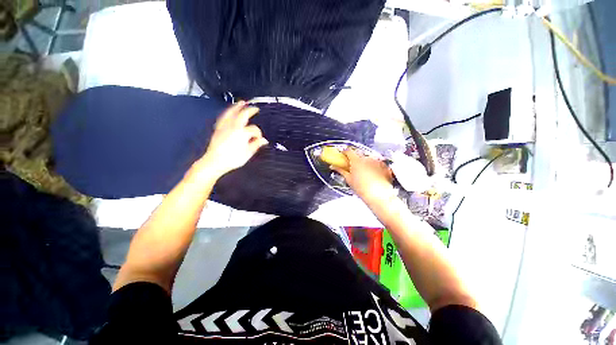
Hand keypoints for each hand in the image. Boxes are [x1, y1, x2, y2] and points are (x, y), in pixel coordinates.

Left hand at [196, 102, 267, 178]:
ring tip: (241, 103)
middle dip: (250, 110)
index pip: (254, 129)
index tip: (259, 139)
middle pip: (243, 115)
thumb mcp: (248, 153)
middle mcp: (233, 127)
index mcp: (242, 133)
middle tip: (255, 108)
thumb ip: (256, 145)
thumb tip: (264, 140)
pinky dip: (227, 113)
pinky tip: (229, 112)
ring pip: (231, 113)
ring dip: (237, 107)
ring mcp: (225, 126)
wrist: (214, 162)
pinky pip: (223, 117)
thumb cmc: (232, 159)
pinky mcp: (218, 129)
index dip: (258, 133)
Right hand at [332, 149, 395, 204]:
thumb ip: (340, 170)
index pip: (348, 151)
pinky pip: (377, 162)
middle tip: (353, 166)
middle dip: (355, 158)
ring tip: (364, 173)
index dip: (345, 151)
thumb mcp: (349, 179)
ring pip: (368, 158)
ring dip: (365, 162)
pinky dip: (374, 166)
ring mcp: (376, 161)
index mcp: (356, 160)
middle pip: (358, 154)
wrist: (378, 195)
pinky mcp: (384, 165)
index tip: (343, 154)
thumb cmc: (363, 189)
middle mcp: (367, 158)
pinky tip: (373, 175)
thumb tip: (334, 167)